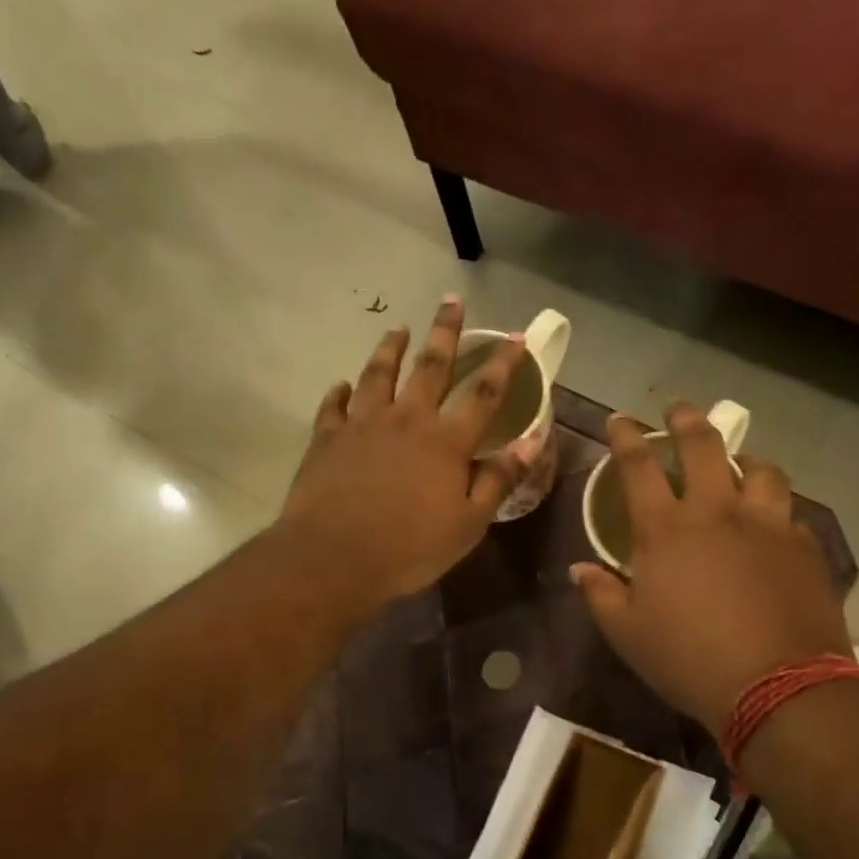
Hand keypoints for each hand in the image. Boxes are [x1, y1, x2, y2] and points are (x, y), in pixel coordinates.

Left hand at [279, 297, 536, 613]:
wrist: (334, 558)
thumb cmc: (409, 548)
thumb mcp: (468, 524)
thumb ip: (498, 479)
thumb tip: (530, 442)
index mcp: (446, 442)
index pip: (483, 394)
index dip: (503, 364)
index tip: (515, 337)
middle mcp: (406, 420)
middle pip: (430, 367)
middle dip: (445, 332)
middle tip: (451, 300)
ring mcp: (363, 425)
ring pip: (379, 374)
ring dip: (390, 349)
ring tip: (397, 329)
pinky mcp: (327, 439)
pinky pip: (335, 406)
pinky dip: (341, 392)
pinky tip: (343, 385)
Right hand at [571, 406, 850, 735]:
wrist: (778, 686)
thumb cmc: (689, 659)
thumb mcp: (628, 634)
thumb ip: (600, 595)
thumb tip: (579, 569)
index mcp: (666, 530)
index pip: (639, 466)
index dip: (625, 436)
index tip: (618, 420)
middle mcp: (717, 512)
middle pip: (703, 447)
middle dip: (686, 421)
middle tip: (678, 410)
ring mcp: (767, 525)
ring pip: (759, 470)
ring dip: (743, 460)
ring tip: (738, 464)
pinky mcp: (804, 546)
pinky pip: (789, 513)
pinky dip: (774, 510)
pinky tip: (772, 525)